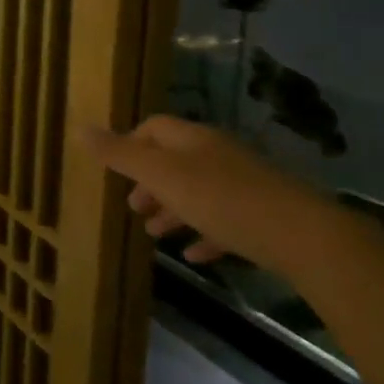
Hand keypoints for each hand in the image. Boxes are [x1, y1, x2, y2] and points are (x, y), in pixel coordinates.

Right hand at [80, 115, 334, 275]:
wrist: (302, 235)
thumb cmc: (221, 199)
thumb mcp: (161, 175)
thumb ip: (121, 155)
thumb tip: (81, 128)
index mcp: (193, 140)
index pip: (154, 128)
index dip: (131, 144)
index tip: (116, 172)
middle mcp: (218, 155)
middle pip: (175, 161)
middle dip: (150, 183)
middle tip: (133, 208)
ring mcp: (243, 185)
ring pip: (198, 192)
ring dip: (173, 210)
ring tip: (156, 234)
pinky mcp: (262, 216)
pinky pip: (224, 221)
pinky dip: (204, 234)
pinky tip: (194, 256)